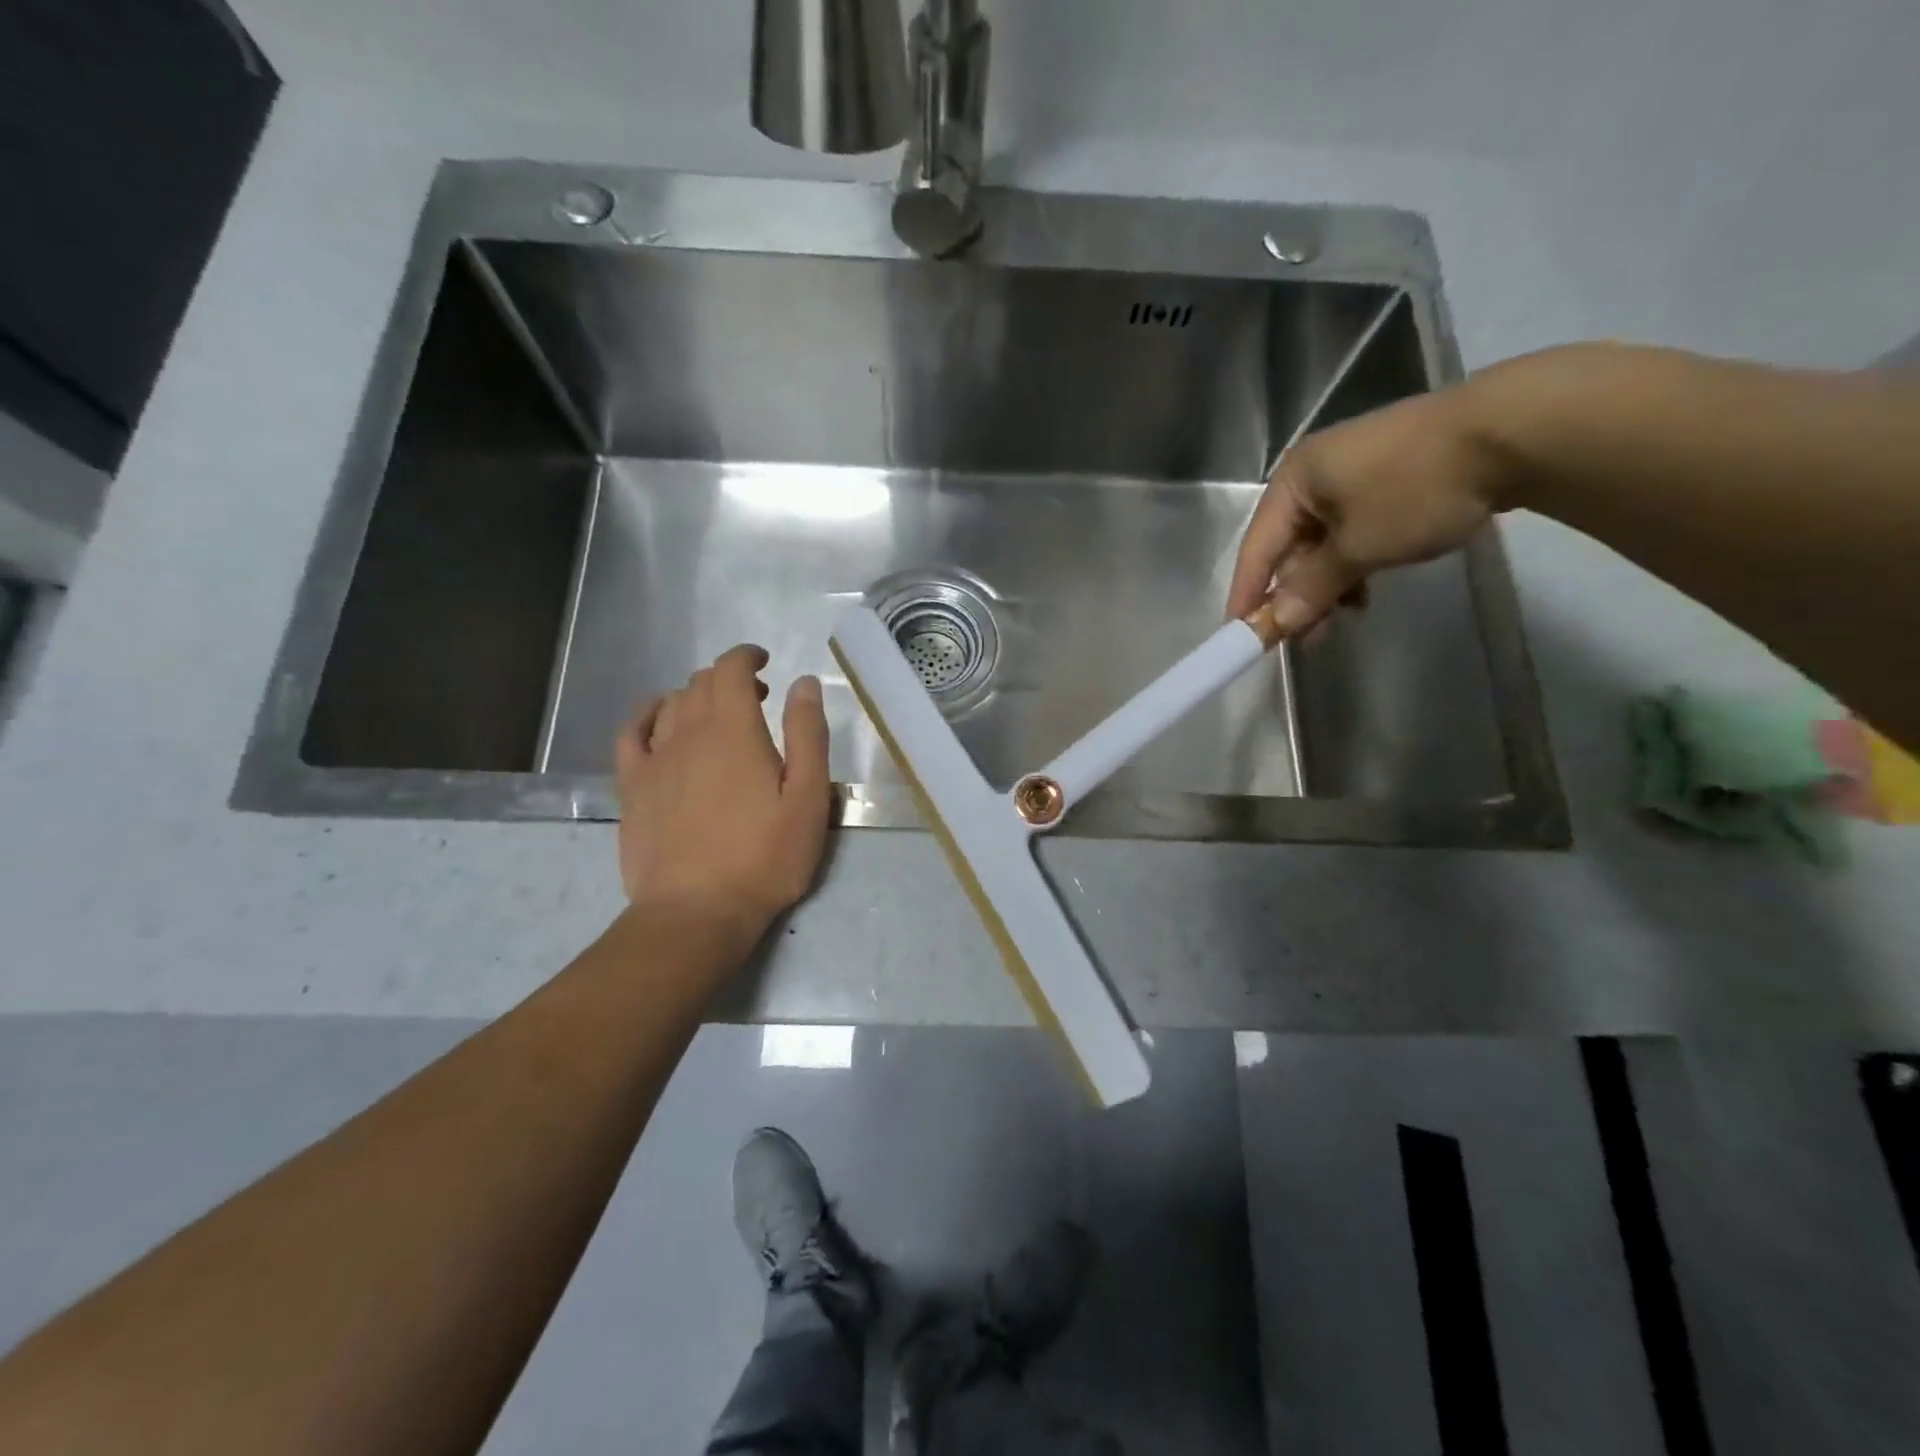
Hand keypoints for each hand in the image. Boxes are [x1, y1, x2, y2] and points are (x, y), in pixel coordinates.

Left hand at [613, 645, 831, 940]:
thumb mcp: (808, 798)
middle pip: (701, 683)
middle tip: (757, 699)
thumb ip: (807, 734)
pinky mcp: (632, 788)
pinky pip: (632, 734)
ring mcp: (654, 760)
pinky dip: (648, 716)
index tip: (765, 663)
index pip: (731, 669)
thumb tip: (803, 682)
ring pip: (671, 705)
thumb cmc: (764, 857)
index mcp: (734, 730)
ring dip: (697, 697)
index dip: (746, 657)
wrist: (696, 912)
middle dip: (729, 679)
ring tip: (718, 716)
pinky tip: (660, 723)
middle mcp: (688, 733)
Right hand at [1226, 378, 1512, 634]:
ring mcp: (1353, 472)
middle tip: (1301, 638)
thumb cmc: (1416, 489)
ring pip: (1323, 542)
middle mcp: (1315, 473)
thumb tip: (1276, 624)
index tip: (1240, 635)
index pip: (1257, 547)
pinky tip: (1366, 590)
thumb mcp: (1358, 548)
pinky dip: (1352, 563)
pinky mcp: (1388, 478)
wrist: (1514, 431)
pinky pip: (1352, 531)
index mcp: (1294, 479)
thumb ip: (1311, 588)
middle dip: (1294, 594)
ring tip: (1341, 619)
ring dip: (1326, 584)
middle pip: (1289, 546)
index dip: (1248, 594)